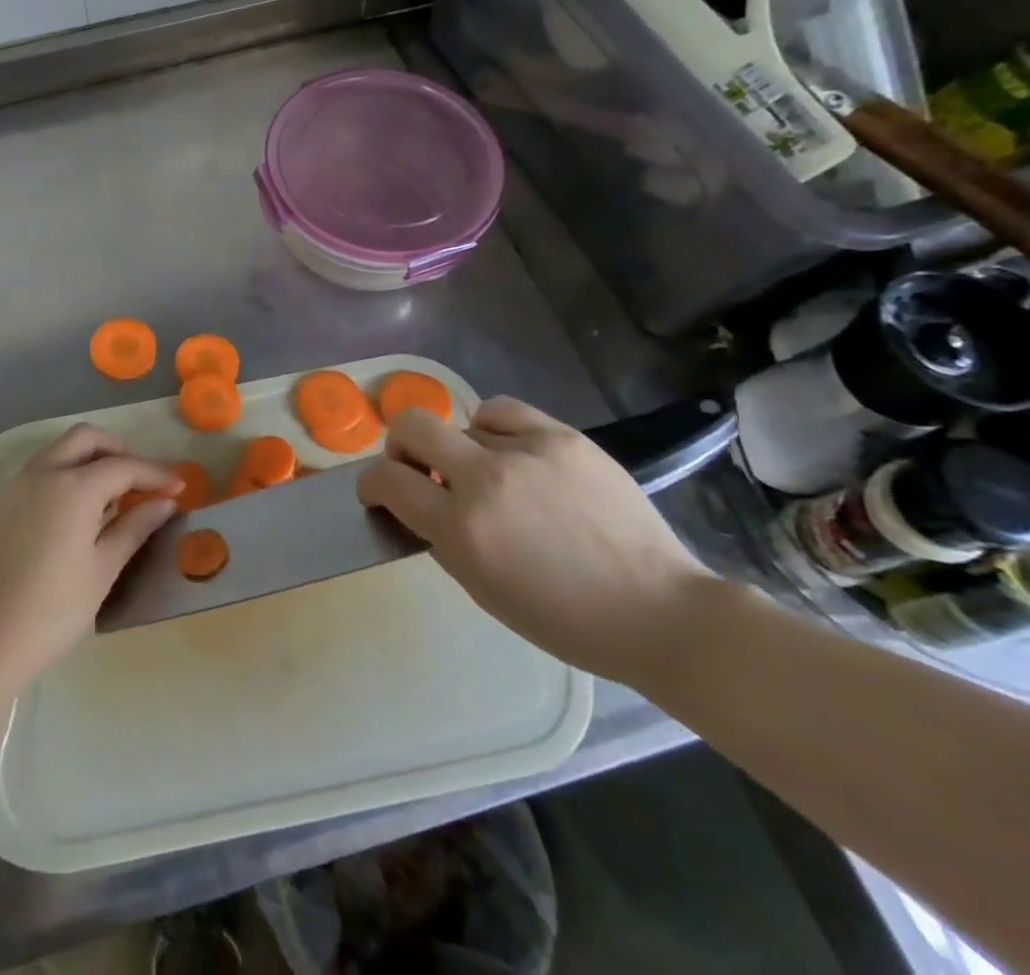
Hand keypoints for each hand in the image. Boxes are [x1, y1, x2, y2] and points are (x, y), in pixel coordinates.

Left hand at [0, 425, 179, 686]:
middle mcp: (43, 473)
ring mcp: (17, 485)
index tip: (179, 488)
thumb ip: (135, 528)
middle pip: (87, 438)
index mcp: (73, 487)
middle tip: (141, 481)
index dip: (155, 474)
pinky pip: (41, 470)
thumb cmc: (51, 611)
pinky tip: (79, 509)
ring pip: (60, 449)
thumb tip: (165, 503)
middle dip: (119, 450)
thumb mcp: (102, 570)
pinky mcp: (1, 503)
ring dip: (90, 458)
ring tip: (113, 496)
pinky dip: (66, 472)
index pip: (124, 466)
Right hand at [358, 396, 718, 685]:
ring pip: (462, 426)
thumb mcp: (480, 588)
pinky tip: (508, 450)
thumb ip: (439, 537)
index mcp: (462, 528)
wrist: (658, 611)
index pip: (387, 480)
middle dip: (400, 447)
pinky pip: (502, 411)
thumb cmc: (563, 619)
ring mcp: (527, 451)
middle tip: (417, 469)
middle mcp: (486, 479)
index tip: (377, 491)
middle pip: (411, 426)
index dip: (371, 483)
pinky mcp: (562, 435)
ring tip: (489, 477)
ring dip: (461, 452)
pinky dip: (491, 428)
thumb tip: (415, 502)